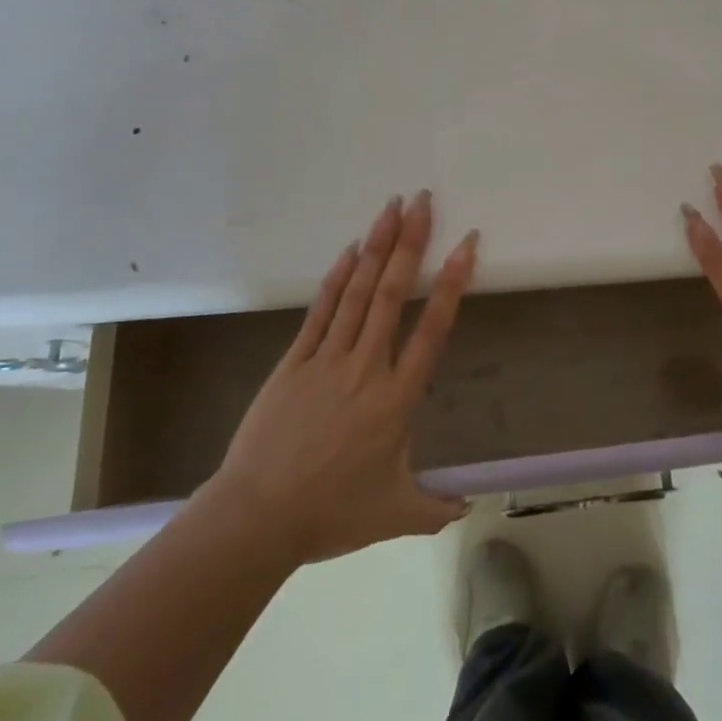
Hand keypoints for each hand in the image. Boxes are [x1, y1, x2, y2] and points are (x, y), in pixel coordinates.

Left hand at [204, 191, 477, 563]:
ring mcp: (327, 360)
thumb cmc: (330, 514)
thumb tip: (466, 509)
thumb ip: (435, 508)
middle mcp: (366, 368)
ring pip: (357, 292)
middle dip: (411, 244)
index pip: (432, 330)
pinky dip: (337, 277)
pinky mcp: (294, 362)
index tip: (465, 245)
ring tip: (392, 208)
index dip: (451, 284)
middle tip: (424, 201)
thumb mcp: (394, 515)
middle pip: (392, 295)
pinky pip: (320, 311)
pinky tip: (351, 248)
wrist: (255, 519)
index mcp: (397, 399)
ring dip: (377, 247)